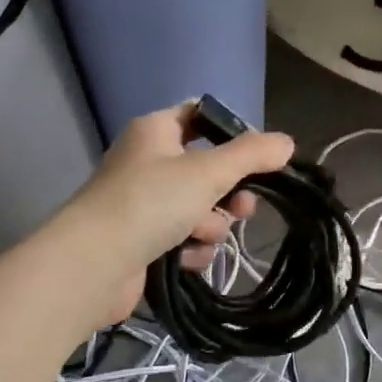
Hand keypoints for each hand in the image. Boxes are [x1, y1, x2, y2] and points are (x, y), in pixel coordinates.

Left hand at [57, 103, 294, 325]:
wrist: (95, 264)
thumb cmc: (151, 202)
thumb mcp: (208, 171)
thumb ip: (252, 155)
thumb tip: (286, 142)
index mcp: (155, 131)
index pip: (201, 117)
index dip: (233, 134)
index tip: (261, 158)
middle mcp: (147, 162)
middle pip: (207, 170)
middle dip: (228, 193)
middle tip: (241, 207)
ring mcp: (143, 204)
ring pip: (200, 209)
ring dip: (209, 225)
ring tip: (198, 235)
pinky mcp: (143, 242)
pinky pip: (184, 240)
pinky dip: (189, 249)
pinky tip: (183, 258)